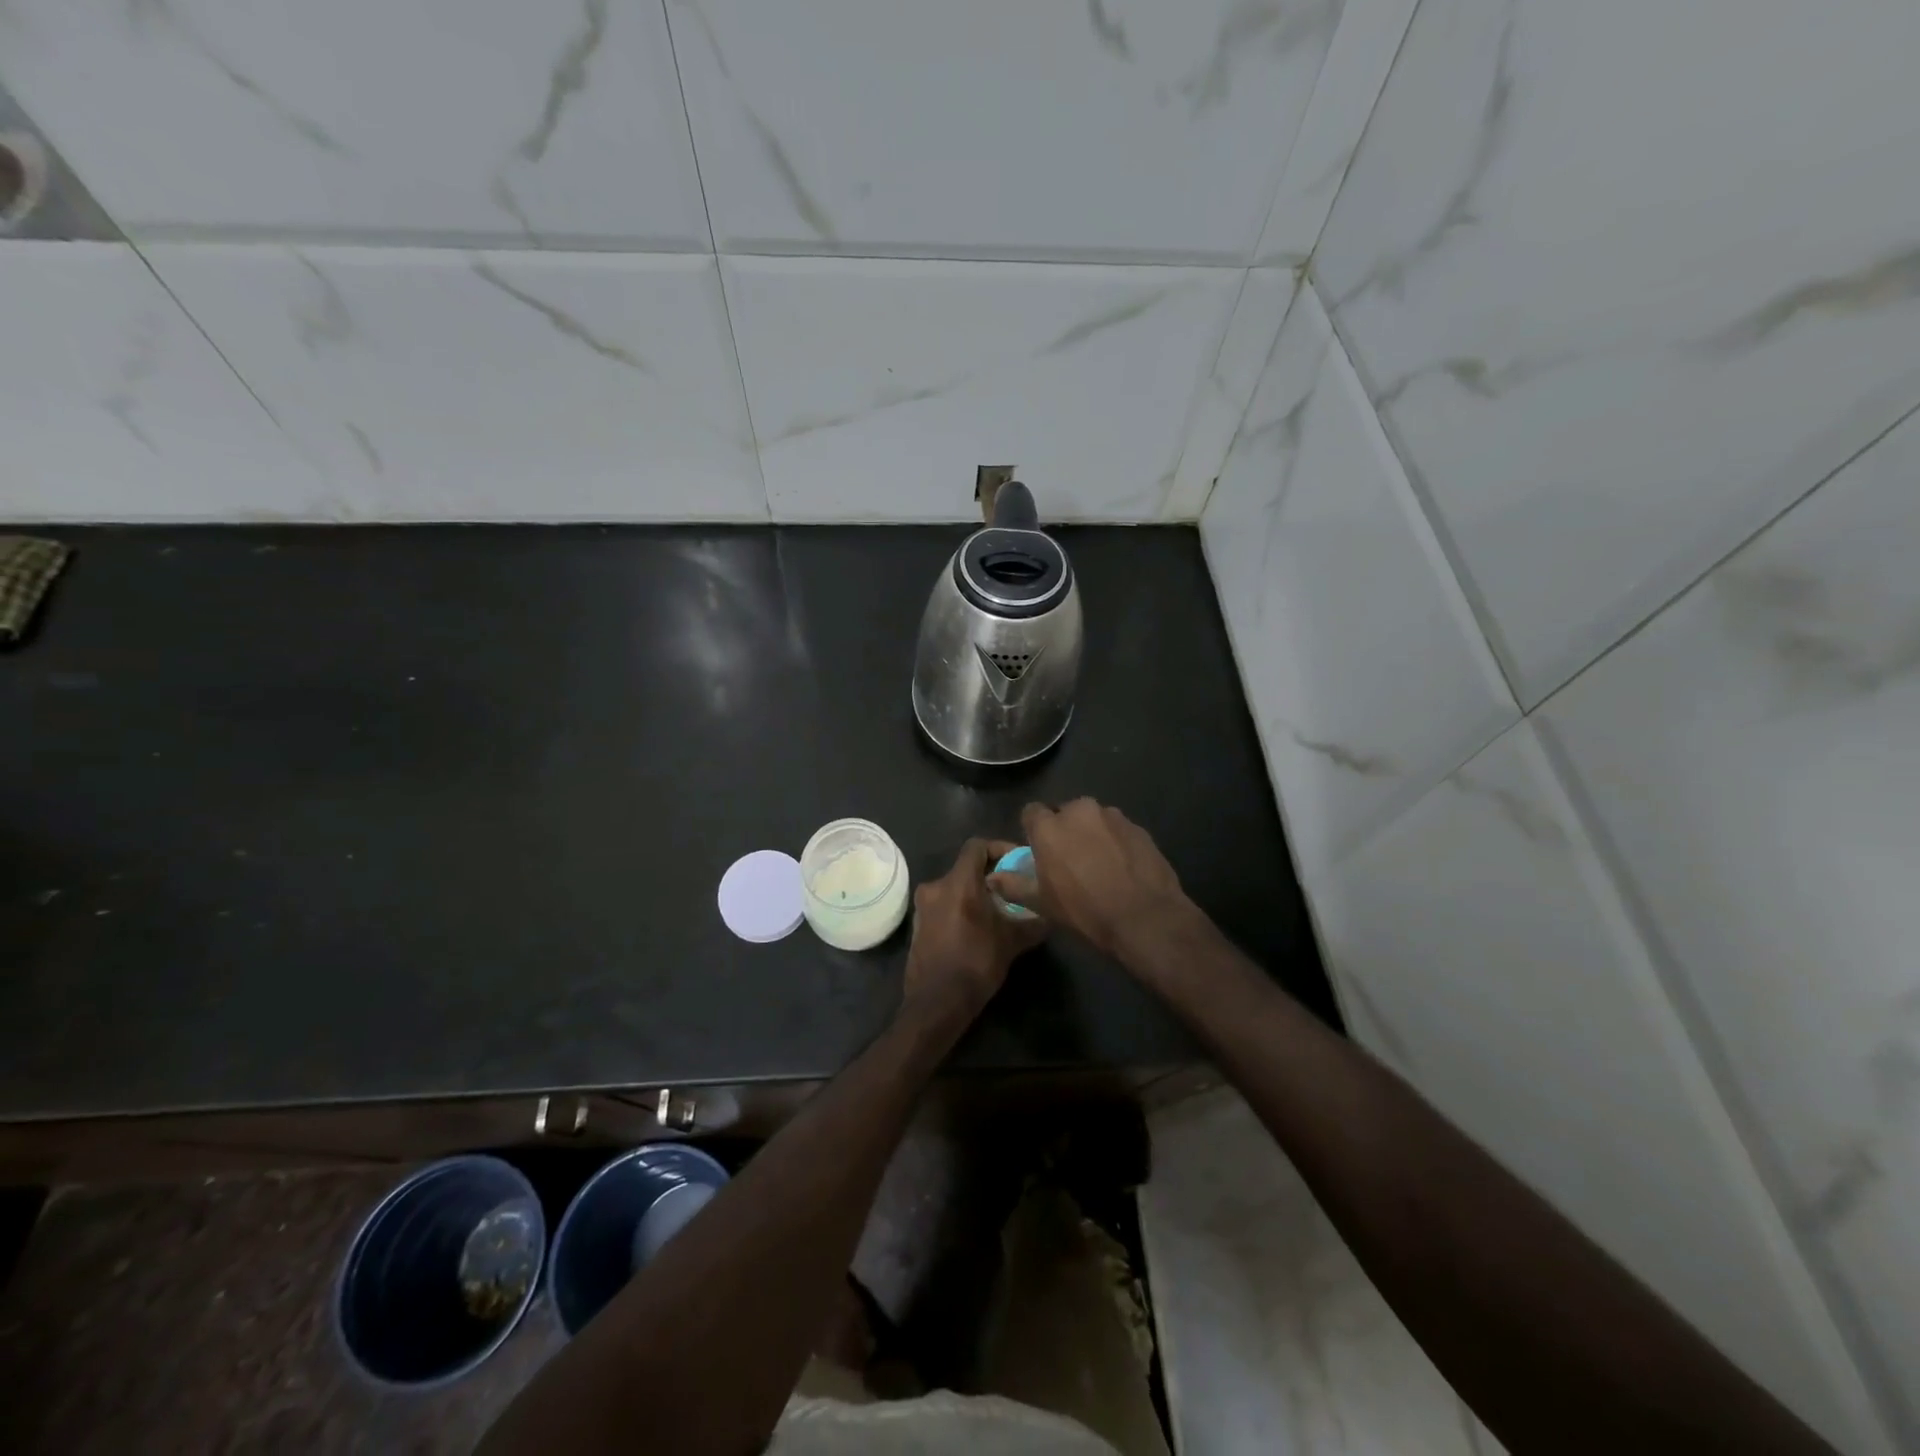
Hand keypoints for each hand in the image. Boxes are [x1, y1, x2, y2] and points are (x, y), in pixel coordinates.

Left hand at [903, 838, 1047, 1023]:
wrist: (936, 1002)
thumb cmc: (976, 964)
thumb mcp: (1012, 942)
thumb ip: (1032, 923)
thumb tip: (1050, 915)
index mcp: (958, 883)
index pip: (977, 846)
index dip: (999, 848)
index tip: (1016, 863)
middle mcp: (936, 886)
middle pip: (966, 868)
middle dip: (990, 876)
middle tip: (1012, 891)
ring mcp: (922, 906)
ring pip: (954, 887)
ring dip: (974, 893)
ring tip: (997, 911)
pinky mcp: (918, 924)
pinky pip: (943, 905)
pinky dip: (960, 908)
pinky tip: (976, 928)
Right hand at [988, 799, 1196, 961]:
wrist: (1144, 917)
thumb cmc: (1085, 910)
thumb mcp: (1042, 903)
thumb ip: (1013, 885)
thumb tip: (991, 877)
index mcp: (1050, 826)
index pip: (1031, 812)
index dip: (1033, 830)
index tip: (1039, 850)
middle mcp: (1080, 811)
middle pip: (1065, 813)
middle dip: (1065, 831)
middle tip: (1070, 860)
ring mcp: (1113, 816)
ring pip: (1094, 820)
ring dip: (1092, 834)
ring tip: (1100, 864)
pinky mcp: (1138, 827)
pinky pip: (1118, 830)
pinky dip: (1116, 842)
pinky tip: (1122, 867)